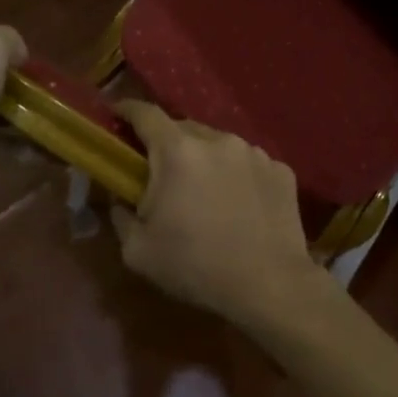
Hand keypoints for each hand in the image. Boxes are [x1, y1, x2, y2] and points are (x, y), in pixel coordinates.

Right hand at [110, 101, 322, 330]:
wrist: (270, 285)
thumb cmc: (196, 267)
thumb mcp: (138, 250)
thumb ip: (119, 214)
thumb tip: (119, 197)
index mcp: (178, 151)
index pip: (145, 113)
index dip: (127, 111)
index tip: (116, 116)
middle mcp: (218, 140)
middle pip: (184, 129)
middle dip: (168, 145)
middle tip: (163, 174)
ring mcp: (254, 152)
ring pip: (219, 146)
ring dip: (206, 161)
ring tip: (206, 195)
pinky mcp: (281, 170)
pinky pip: (249, 164)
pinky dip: (238, 177)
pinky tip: (240, 207)